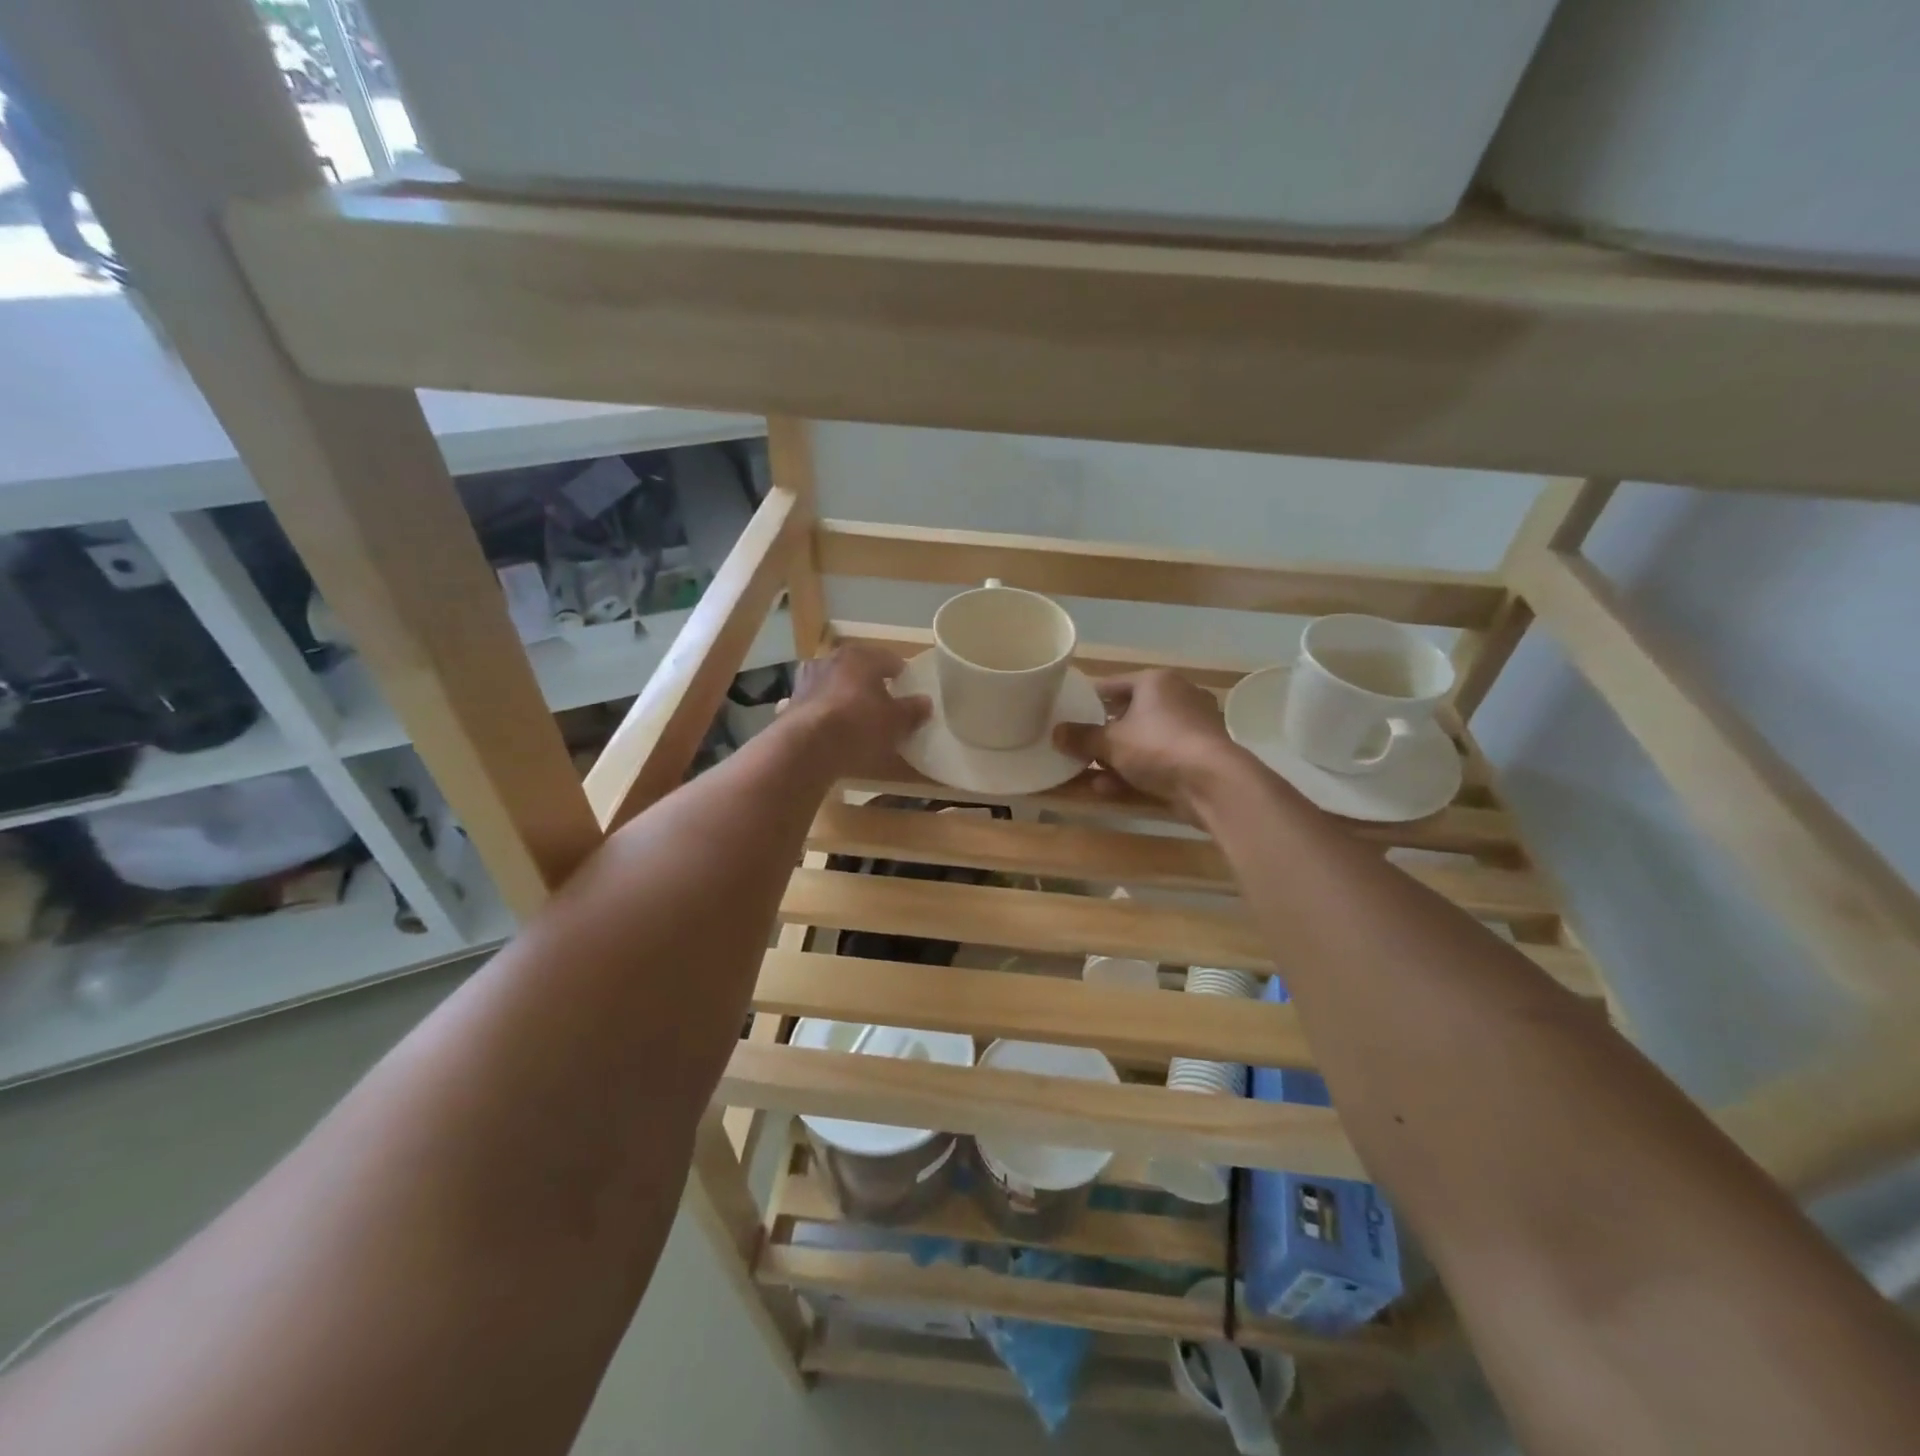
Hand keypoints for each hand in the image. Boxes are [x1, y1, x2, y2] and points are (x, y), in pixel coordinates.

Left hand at [783, 643, 929, 778]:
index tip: (908, 686)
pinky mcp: (791, 703)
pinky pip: (815, 705)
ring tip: (855, 716)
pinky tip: (828, 728)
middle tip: (884, 702)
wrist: (806, 748)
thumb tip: (926, 702)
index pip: (888, 658)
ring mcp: (807, 680)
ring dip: (844, 695)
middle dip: (870, 683)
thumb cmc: (859, 725)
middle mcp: (831, 660)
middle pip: (858, 669)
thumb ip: (912, 710)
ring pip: (834, 684)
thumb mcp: (895, 722)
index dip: (901, 673)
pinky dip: (824, 713)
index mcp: (860, 657)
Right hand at [1053, 670, 1241, 814]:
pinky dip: (1135, 771)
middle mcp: (1178, 697)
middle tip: (1077, 745)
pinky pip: (1158, 760)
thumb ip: (1081, 737)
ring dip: (1115, 757)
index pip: (1113, 684)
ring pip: (1143, 740)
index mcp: (1156, 682)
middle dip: (1103, 733)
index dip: (1088, 698)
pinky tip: (1109, 789)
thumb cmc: (1158, 747)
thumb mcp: (1110, 742)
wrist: (1212, 783)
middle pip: (1130, 713)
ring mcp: (1192, 728)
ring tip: (1087, 772)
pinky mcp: (1199, 757)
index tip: (1068, 712)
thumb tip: (1055, 734)